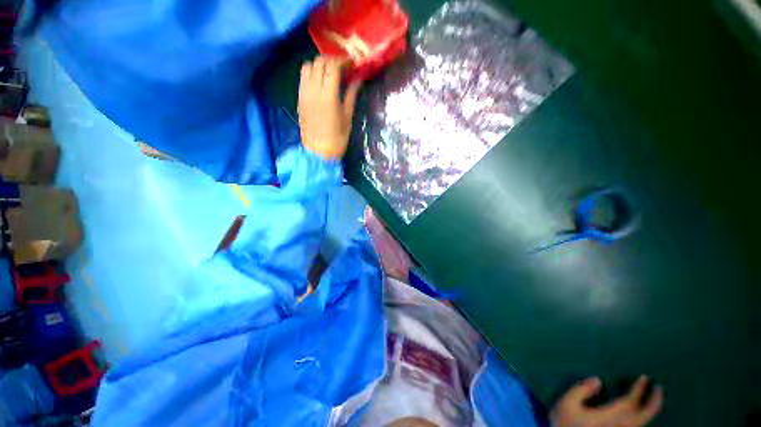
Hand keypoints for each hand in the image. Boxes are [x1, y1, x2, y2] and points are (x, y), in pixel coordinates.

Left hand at [298, 56, 361, 158]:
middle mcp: (313, 90)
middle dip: (332, 60)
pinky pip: (302, 77)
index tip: (351, 64)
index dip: (343, 61)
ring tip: (329, 72)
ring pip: (308, 66)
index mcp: (328, 95)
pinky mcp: (299, 98)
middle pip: (319, 62)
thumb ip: (351, 95)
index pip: (333, 67)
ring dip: (319, 64)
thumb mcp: (347, 117)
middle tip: (342, 67)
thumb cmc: (337, 138)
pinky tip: (320, 81)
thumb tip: (358, 80)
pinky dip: (311, 72)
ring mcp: (304, 93)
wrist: (319, 152)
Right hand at [551, 376, 662, 426]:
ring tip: (653, 399)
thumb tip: (598, 380)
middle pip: (644, 416)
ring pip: (643, 423)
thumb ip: (581, 390)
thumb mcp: (567, 404)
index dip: (638, 390)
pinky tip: (641, 414)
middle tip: (658, 387)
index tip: (644, 378)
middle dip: (654, 402)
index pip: (629, 403)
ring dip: (650, 410)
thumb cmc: (566, 424)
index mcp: (608, 418)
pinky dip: (643, 419)